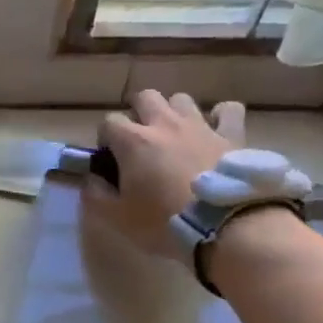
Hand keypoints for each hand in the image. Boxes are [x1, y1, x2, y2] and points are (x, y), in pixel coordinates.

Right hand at [85, 90, 245, 257]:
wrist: (224, 225)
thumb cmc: (164, 222)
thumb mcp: (117, 218)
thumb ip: (96, 195)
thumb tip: (91, 179)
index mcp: (133, 142)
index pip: (108, 122)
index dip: (105, 138)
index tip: (110, 158)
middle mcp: (164, 124)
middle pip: (145, 97)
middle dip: (137, 112)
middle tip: (139, 138)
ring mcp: (200, 125)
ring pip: (181, 99)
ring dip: (174, 112)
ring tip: (175, 134)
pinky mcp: (231, 135)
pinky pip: (227, 110)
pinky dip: (220, 116)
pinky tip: (215, 130)